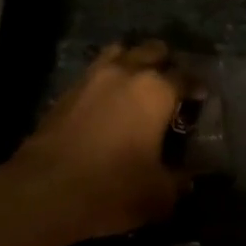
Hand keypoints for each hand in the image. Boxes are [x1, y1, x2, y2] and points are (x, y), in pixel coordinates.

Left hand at [2, 40, 190, 244]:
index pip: (186, 77)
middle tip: (171, 87)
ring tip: (138, 86)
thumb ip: (179, 182)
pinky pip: (95, 73)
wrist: (44, 190)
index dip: (197, 87)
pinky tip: (109, 103)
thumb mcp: (159, 194)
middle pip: (152, 51)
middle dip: (166, 64)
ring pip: (120, 53)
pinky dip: (107, 80)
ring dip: (133, 62)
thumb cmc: (112, 188)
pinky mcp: (66, 91)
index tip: (201, 98)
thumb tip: (188, 180)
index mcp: (156, 90)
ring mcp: (91, 77)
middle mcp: (125, 72)